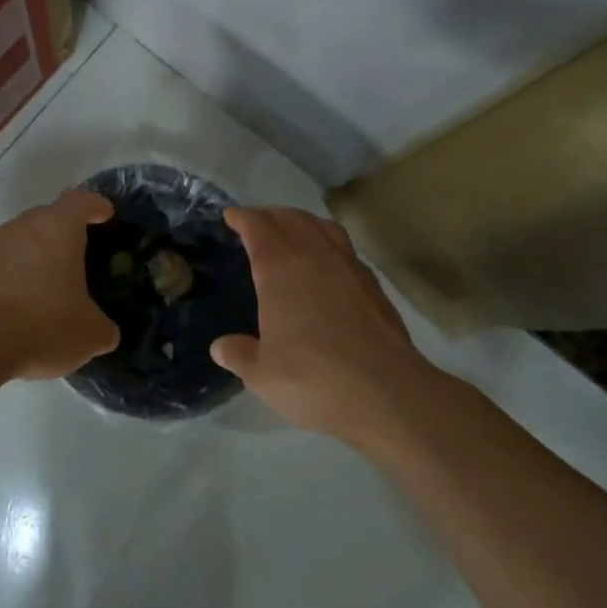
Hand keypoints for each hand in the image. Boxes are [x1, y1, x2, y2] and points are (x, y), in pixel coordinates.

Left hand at [0, 189, 119, 380]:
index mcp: (59, 227)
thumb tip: (105, 332)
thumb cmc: (42, 324)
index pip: (82, 201)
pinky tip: (18, 305)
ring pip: (22, 239)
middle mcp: (24, 226)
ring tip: (47, 286)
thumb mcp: (89, 335)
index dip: (96, 205)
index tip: (105, 215)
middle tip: (79, 257)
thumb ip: (103, 328)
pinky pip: (1, 263)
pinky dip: (13, 276)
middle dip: (65, 232)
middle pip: (49, 217)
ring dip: (36, 255)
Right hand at [210, 207, 437, 447]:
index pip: (258, 227)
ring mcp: (348, 267)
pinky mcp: (373, 285)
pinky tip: (327, 262)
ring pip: (322, 227)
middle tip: (257, 221)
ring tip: (292, 229)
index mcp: (279, 269)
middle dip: (270, 215)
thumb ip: (239, 355)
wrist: (386, 392)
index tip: (231, 216)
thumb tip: (220, 347)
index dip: (242, 218)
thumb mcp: (262, 374)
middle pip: (290, 218)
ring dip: (302, 221)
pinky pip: (345, 248)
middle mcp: (314, 256)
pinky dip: (328, 242)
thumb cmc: (312, 378)